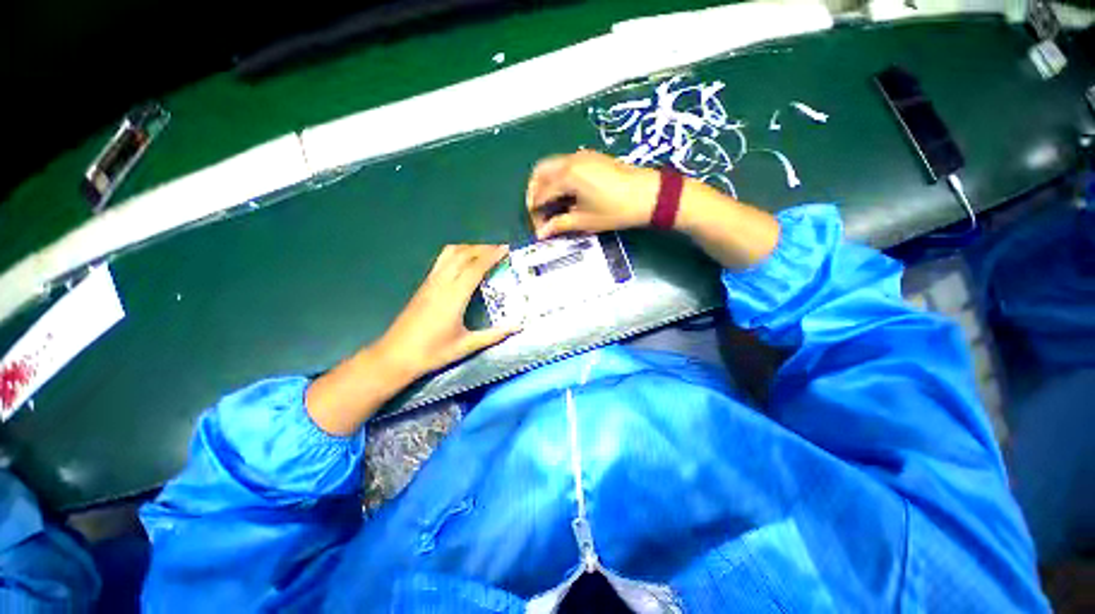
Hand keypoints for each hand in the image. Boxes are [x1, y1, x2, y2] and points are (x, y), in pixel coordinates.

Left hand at [306, 244, 515, 434]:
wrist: (395, 356)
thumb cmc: (432, 352)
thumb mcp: (467, 346)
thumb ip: (494, 335)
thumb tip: (518, 327)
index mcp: (454, 296)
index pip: (475, 267)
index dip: (491, 256)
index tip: (506, 249)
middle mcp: (441, 283)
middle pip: (462, 254)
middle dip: (482, 248)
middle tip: (499, 249)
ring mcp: (430, 282)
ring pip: (449, 254)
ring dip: (468, 248)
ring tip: (483, 252)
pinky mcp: (423, 286)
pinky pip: (441, 261)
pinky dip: (456, 254)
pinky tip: (464, 264)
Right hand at [526, 150, 659, 239]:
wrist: (649, 194)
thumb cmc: (616, 210)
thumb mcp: (586, 220)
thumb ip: (560, 224)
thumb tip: (541, 234)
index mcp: (567, 176)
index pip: (541, 194)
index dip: (536, 213)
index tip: (539, 228)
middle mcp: (570, 160)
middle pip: (540, 173)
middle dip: (534, 192)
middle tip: (538, 212)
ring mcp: (581, 155)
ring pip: (551, 165)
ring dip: (545, 183)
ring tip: (550, 204)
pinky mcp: (590, 156)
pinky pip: (564, 163)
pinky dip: (557, 177)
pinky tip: (564, 194)